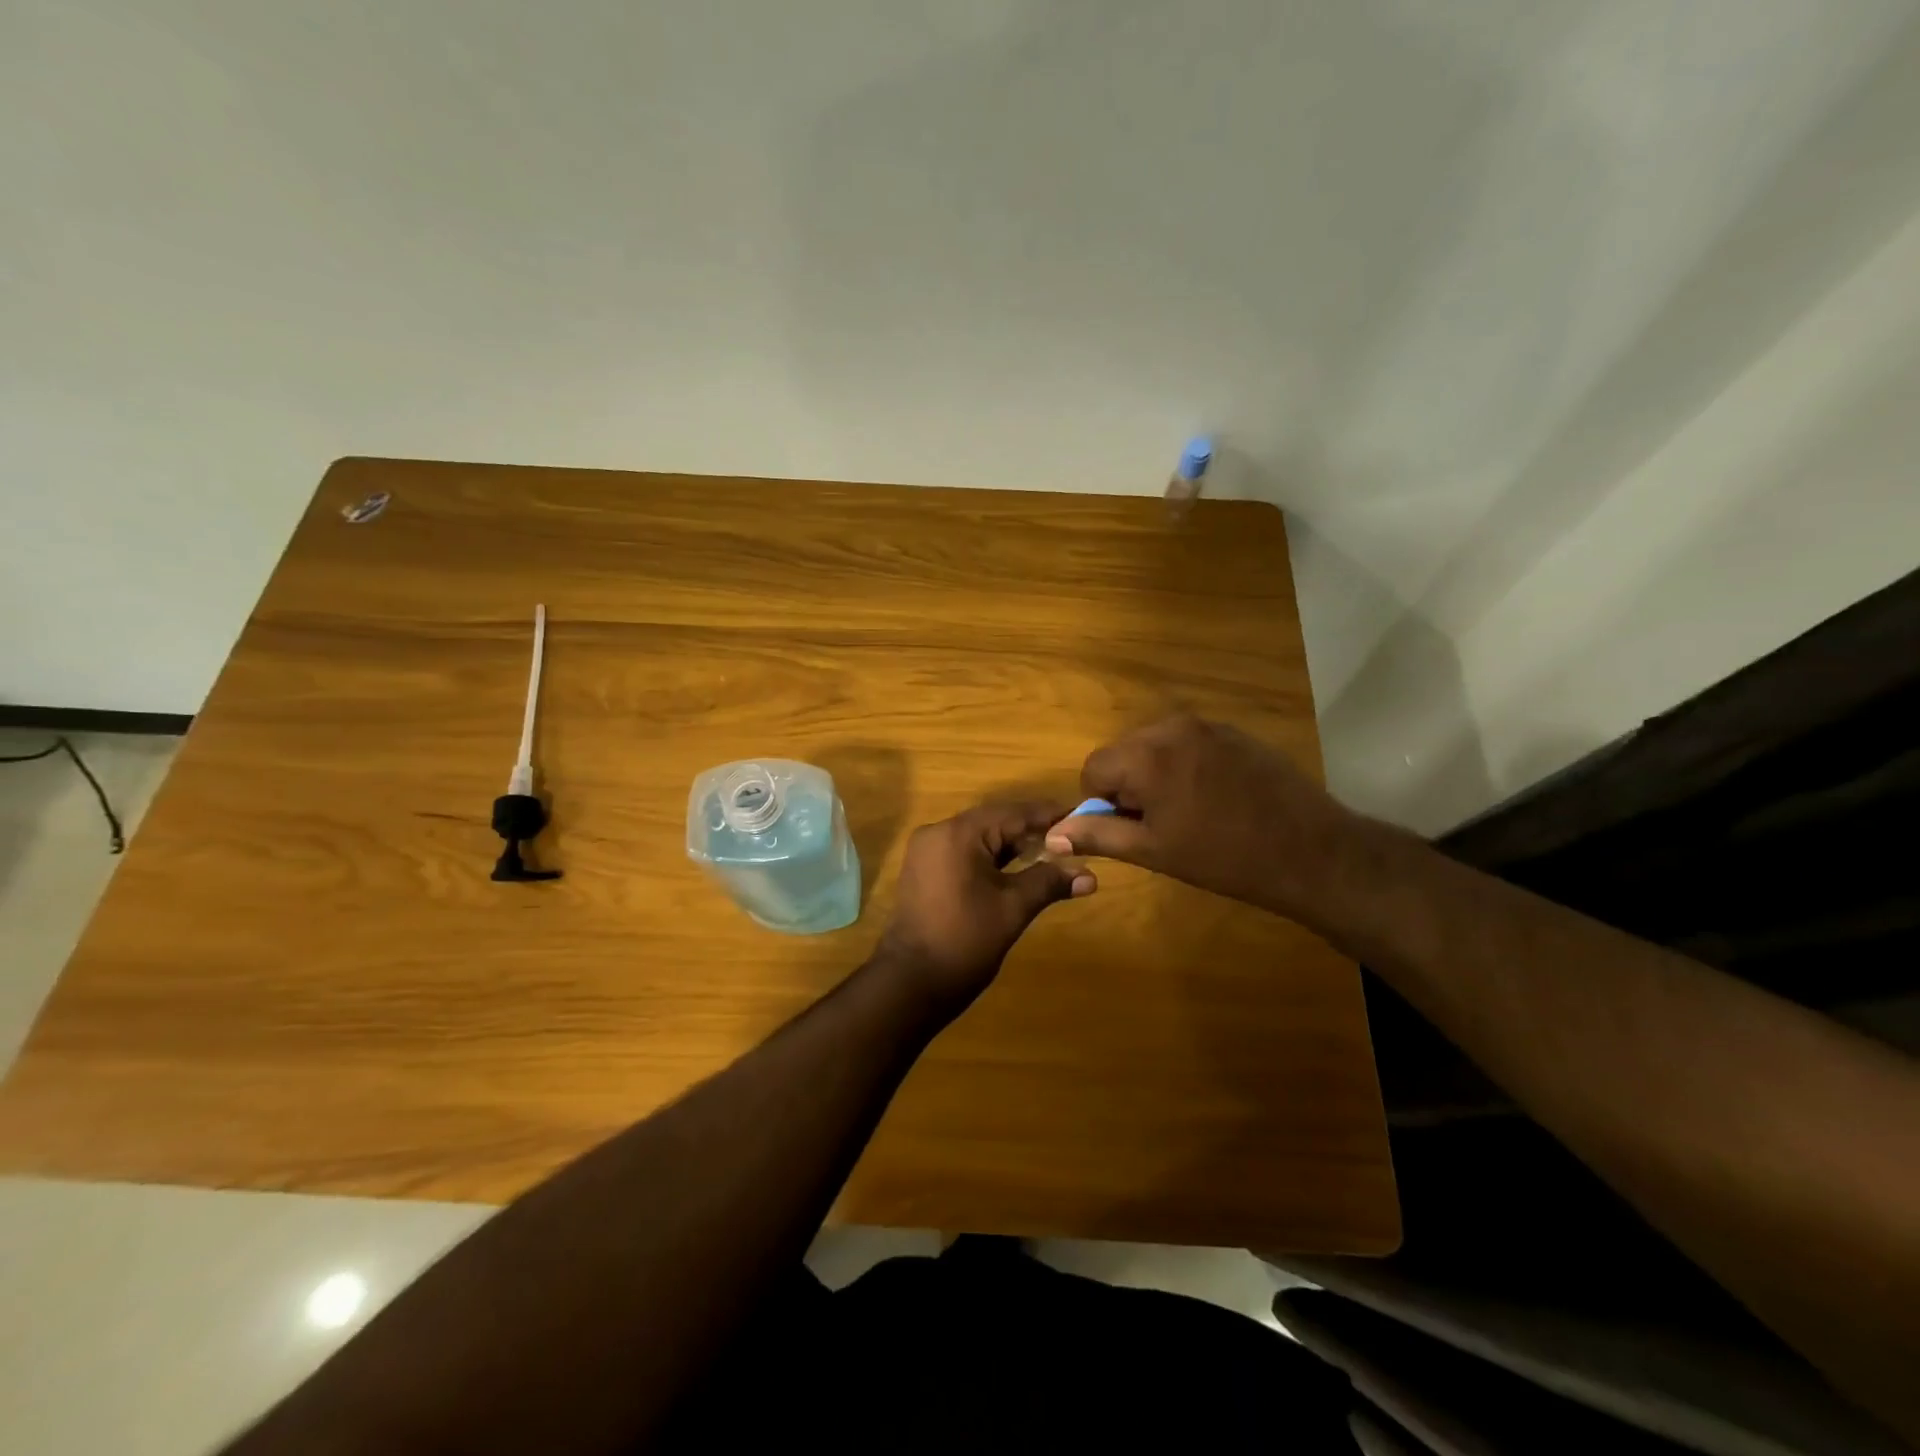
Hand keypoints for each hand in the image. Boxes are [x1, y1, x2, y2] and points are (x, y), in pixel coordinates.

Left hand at [873, 802, 1096, 1013]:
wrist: (912, 982)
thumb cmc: (965, 940)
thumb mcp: (1013, 908)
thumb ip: (1049, 883)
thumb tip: (1091, 875)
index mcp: (959, 833)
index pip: (1013, 813)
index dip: (1049, 815)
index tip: (1081, 816)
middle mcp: (938, 832)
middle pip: (995, 821)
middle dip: (1032, 830)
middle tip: (1071, 838)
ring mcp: (927, 851)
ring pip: (979, 837)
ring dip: (1012, 845)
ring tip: (1052, 853)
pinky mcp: (925, 870)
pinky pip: (964, 852)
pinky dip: (991, 858)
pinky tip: (1018, 868)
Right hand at [1044, 714, 1361, 920]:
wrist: (1310, 851)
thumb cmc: (1223, 857)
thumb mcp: (1153, 850)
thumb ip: (1098, 834)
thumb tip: (1052, 834)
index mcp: (1146, 755)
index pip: (1093, 768)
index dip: (1101, 802)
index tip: (1131, 827)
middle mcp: (1172, 728)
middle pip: (1123, 752)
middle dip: (1128, 784)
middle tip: (1159, 822)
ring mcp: (1207, 725)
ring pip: (1155, 746)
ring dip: (1155, 774)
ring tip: (1189, 811)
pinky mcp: (1234, 731)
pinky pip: (1188, 743)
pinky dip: (1185, 766)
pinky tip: (1215, 797)